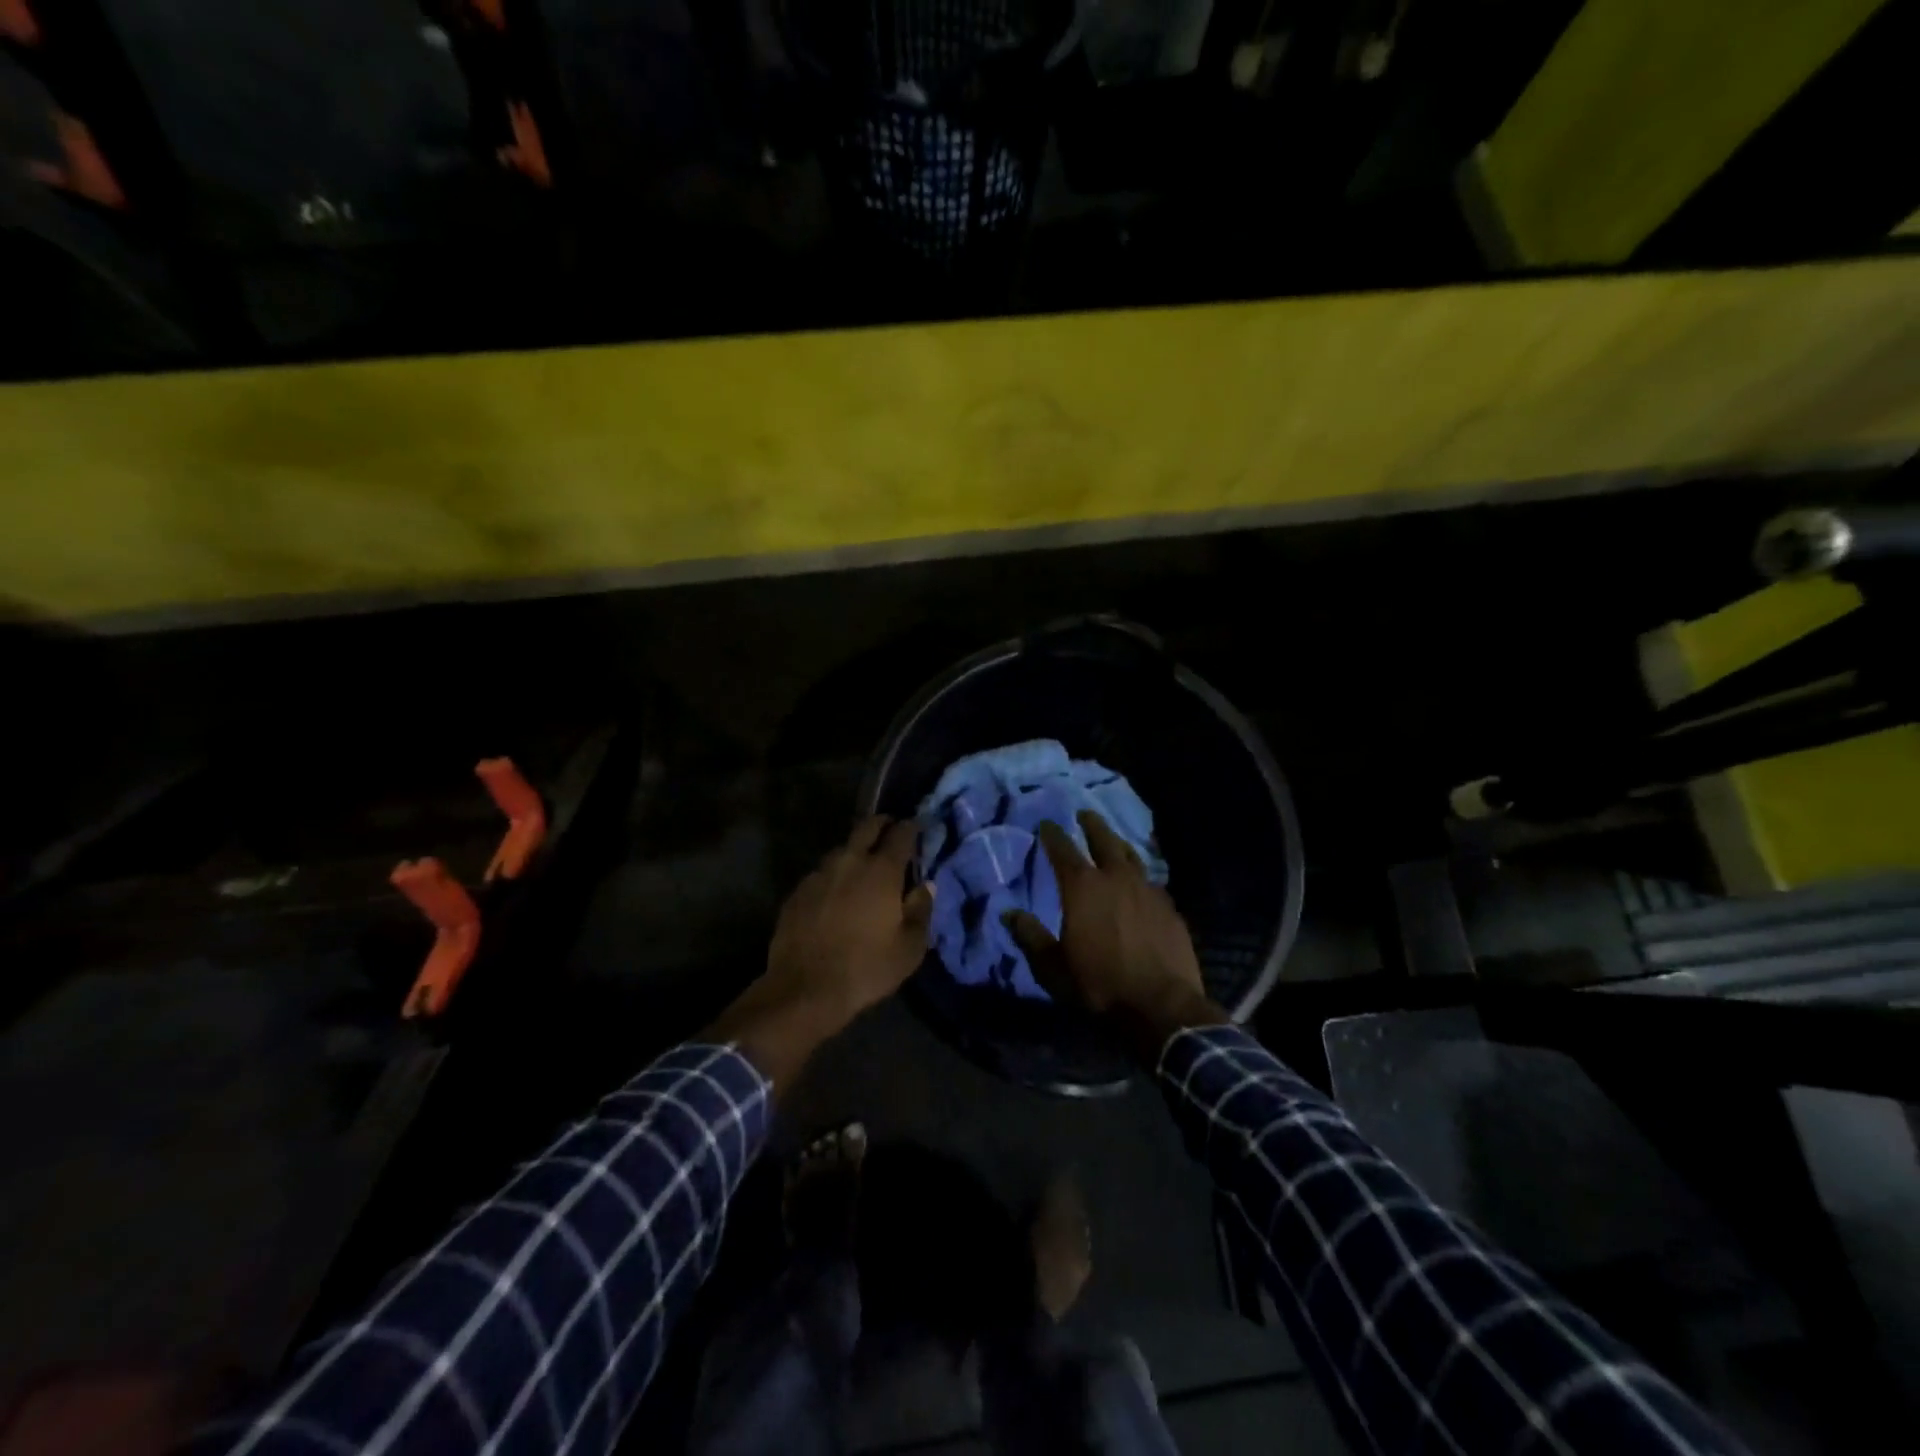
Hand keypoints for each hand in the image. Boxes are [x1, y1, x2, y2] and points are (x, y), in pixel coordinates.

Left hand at [707, 816, 932, 1088]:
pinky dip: (834, 876)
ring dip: (855, 851)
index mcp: (882, 871)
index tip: (917, 827)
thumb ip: (922, 910)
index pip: (901, 834)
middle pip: (867, 827)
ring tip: (863, 866)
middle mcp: (850, 862)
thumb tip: (926, 886)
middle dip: (882, 824)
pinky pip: (821, 873)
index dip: (911, 827)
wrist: (805, 989)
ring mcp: (819, 874)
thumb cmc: (867, 968)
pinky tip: (836, 894)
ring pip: (842, 849)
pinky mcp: (797, 891)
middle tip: (891, 830)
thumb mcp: (910, 948)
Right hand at [1005, 811, 1226, 1059]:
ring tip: (1114, 840)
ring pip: (1132, 856)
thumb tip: (1009, 914)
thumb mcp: (1053, 967)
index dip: (1053, 835)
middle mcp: (1116, 879)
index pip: (1063, 850)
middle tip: (1084, 814)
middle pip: (1104, 841)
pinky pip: (1152, 882)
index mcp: (1083, 888)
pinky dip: (1141, 877)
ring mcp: (1148, 891)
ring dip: (1119, 845)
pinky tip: (1141, 884)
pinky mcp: (1170, 908)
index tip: (1046, 824)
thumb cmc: (1099, 985)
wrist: (1160, 1006)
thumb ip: (1030, 937)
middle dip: (1092, 825)